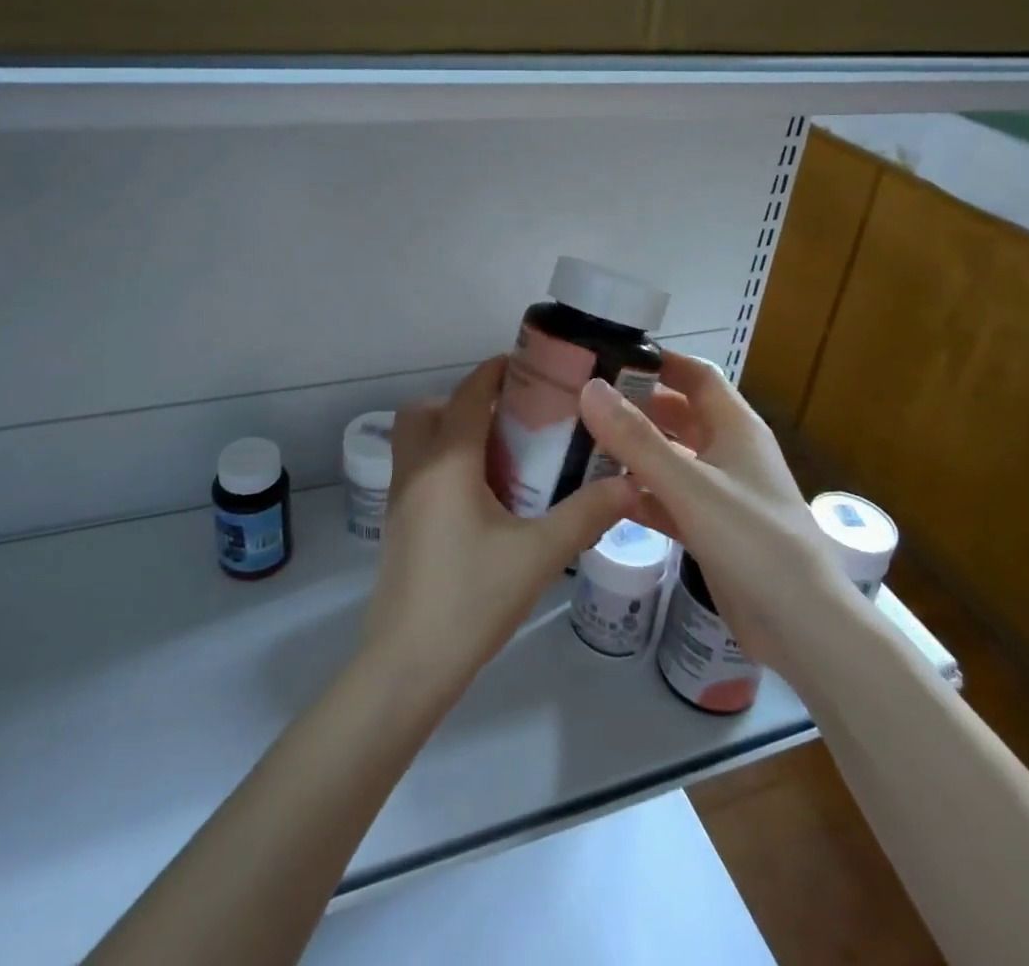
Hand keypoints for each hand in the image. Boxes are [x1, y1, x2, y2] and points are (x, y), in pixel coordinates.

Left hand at [361, 357, 632, 696]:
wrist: (408, 664)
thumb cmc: (472, 599)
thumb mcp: (539, 555)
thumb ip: (586, 514)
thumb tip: (632, 483)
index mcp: (447, 461)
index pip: (469, 394)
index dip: (495, 372)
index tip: (528, 365)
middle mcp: (416, 468)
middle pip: (428, 408)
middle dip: (466, 400)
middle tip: (512, 417)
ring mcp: (399, 496)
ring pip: (417, 439)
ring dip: (450, 430)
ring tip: (501, 454)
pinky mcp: (396, 523)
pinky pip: (417, 469)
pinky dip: (444, 461)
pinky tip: (482, 497)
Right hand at [578, 353, 852, 668]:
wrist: (803, 629)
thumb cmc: (752, 541)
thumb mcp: (689, 484)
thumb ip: (636, 438)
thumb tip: (590, 387)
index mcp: (735, 427)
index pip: (696, 374)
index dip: (658, 362)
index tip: (608, 358)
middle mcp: (728, 452)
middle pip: (677, 414)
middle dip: (634, 407)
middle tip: (581, 405)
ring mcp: (720, 493)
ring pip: (669, 458)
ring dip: (632, 452)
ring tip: (579, 446)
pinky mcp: (710, 529)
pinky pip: (667, 499)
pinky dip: (639, 495)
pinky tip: (601, 498)